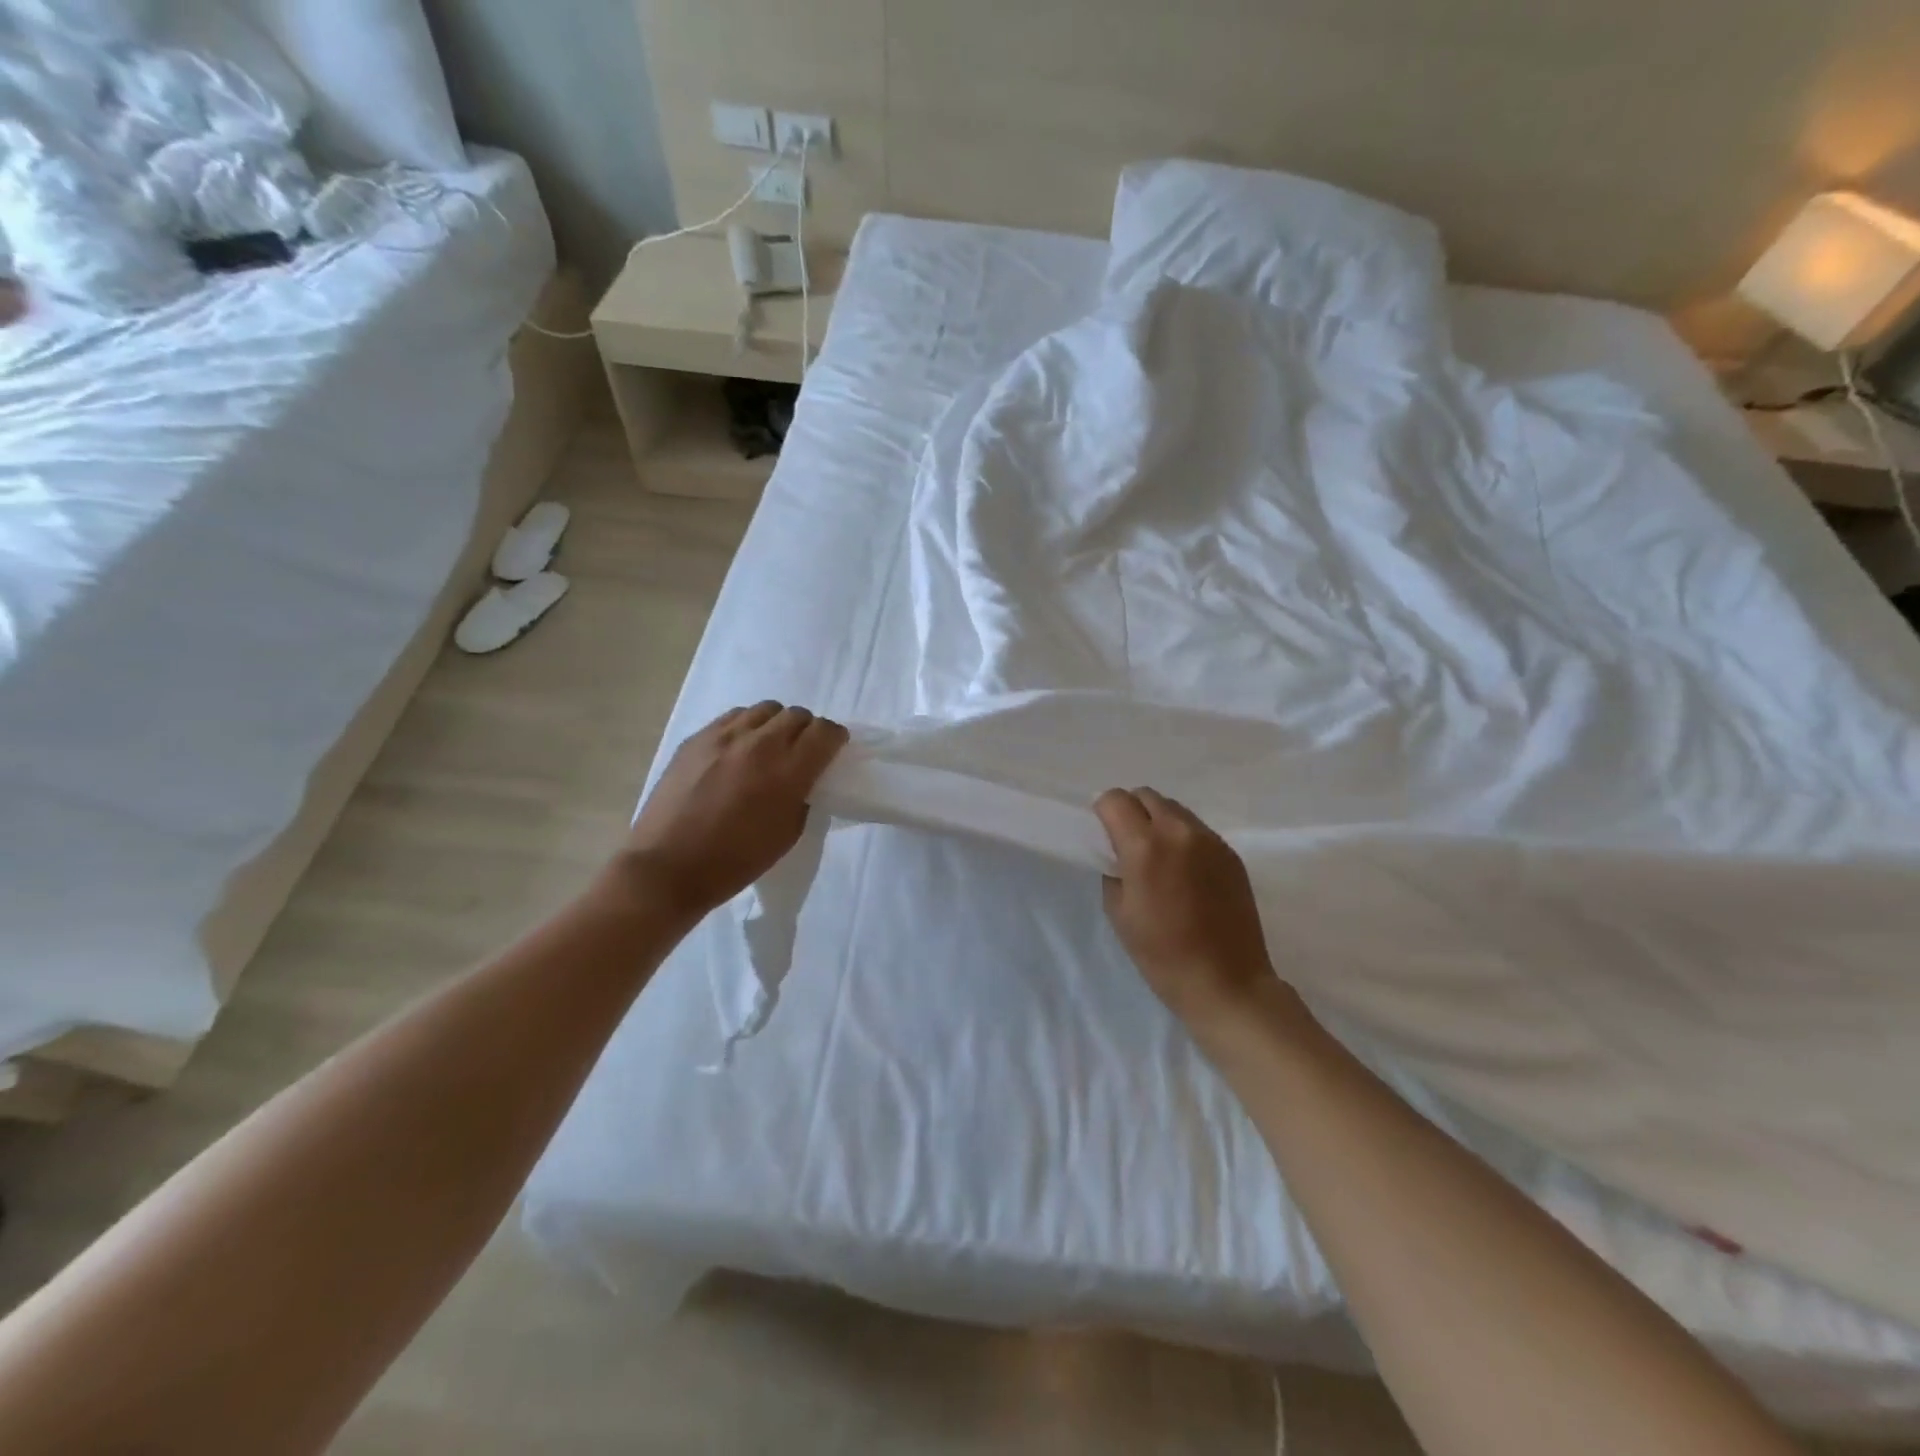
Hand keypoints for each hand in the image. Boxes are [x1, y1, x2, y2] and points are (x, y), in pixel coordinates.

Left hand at [617, 702, 847, 920]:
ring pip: (765, 709)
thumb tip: (804, 779)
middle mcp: (759, 744)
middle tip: (802, 752)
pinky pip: (733, 717)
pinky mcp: (697, 738)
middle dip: (807, 730)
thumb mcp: (787, 835)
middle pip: (797, 715)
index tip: (833, 750)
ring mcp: (724, 736)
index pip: (825, 732)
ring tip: (769, 747)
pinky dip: (747, 727)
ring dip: (776, 724)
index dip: (835, 739)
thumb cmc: (734, 861)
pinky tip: (739, 749)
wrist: (668, 867)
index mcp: (787, 772)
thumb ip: (802, 797)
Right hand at [1094, 788, 1281, 1034]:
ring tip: (1157, 857)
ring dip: (1157, 821)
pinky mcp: (1231, 854)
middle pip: (1146, 795)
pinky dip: (1182, 837)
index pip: (1115, 800)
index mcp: (1145, 846)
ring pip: (1174, 809)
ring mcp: (1211, 840)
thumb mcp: (1119, 912)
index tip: (1102, 835)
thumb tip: (1117, 852)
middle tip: (1126, 844)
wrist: (1227, 982)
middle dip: (1130, 811)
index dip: (1103, 812)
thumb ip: (1113, 869)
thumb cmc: (1162, 954)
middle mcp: (1180, 832)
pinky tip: (1183, 871)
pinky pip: (1197, 829)